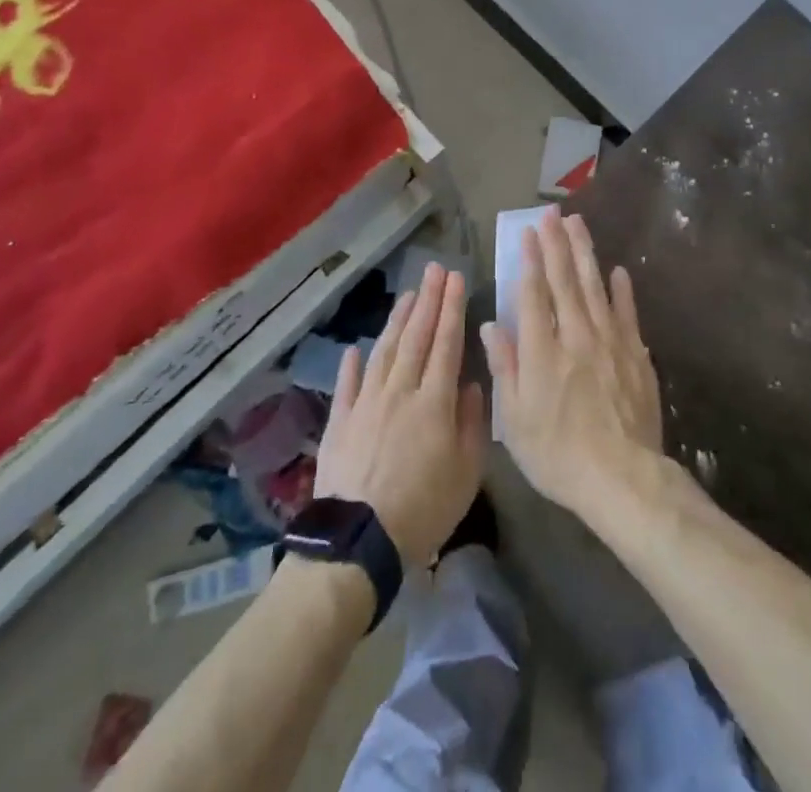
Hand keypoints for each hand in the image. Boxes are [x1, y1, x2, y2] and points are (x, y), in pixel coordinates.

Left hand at [314, 263, 487, 563]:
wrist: (358, 542)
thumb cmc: (423, 510)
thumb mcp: (466, 473)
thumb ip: (471, 423)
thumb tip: (469, 384)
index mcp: (433, 402)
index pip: (446, 343)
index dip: (452, 309)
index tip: (457, 279)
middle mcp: (399, 391)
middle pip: (416, 337)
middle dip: (428, 300)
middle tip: (435, 269)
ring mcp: (366, 403)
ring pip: (384, 351)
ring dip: (398, 320)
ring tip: (408, 294)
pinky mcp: (340, 421)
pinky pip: (348, 384)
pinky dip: (353, 363)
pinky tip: (357, 347)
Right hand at [482, 210, 663, 516]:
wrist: (622, 479)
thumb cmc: (558, 455)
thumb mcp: (515, 420)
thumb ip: (504, 367)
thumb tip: (490, 324)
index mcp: (542, 350)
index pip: (533, 293)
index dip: (529, 260)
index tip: (527, 233)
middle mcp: (576, 335)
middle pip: (565, 280)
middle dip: (557, 243)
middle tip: (553, 214)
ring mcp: (610, 342)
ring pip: (595, 286)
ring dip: (585, 253)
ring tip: (579, 224)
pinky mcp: (636, 355)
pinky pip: (627, 314)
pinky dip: (622, 290)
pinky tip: (618, 270)